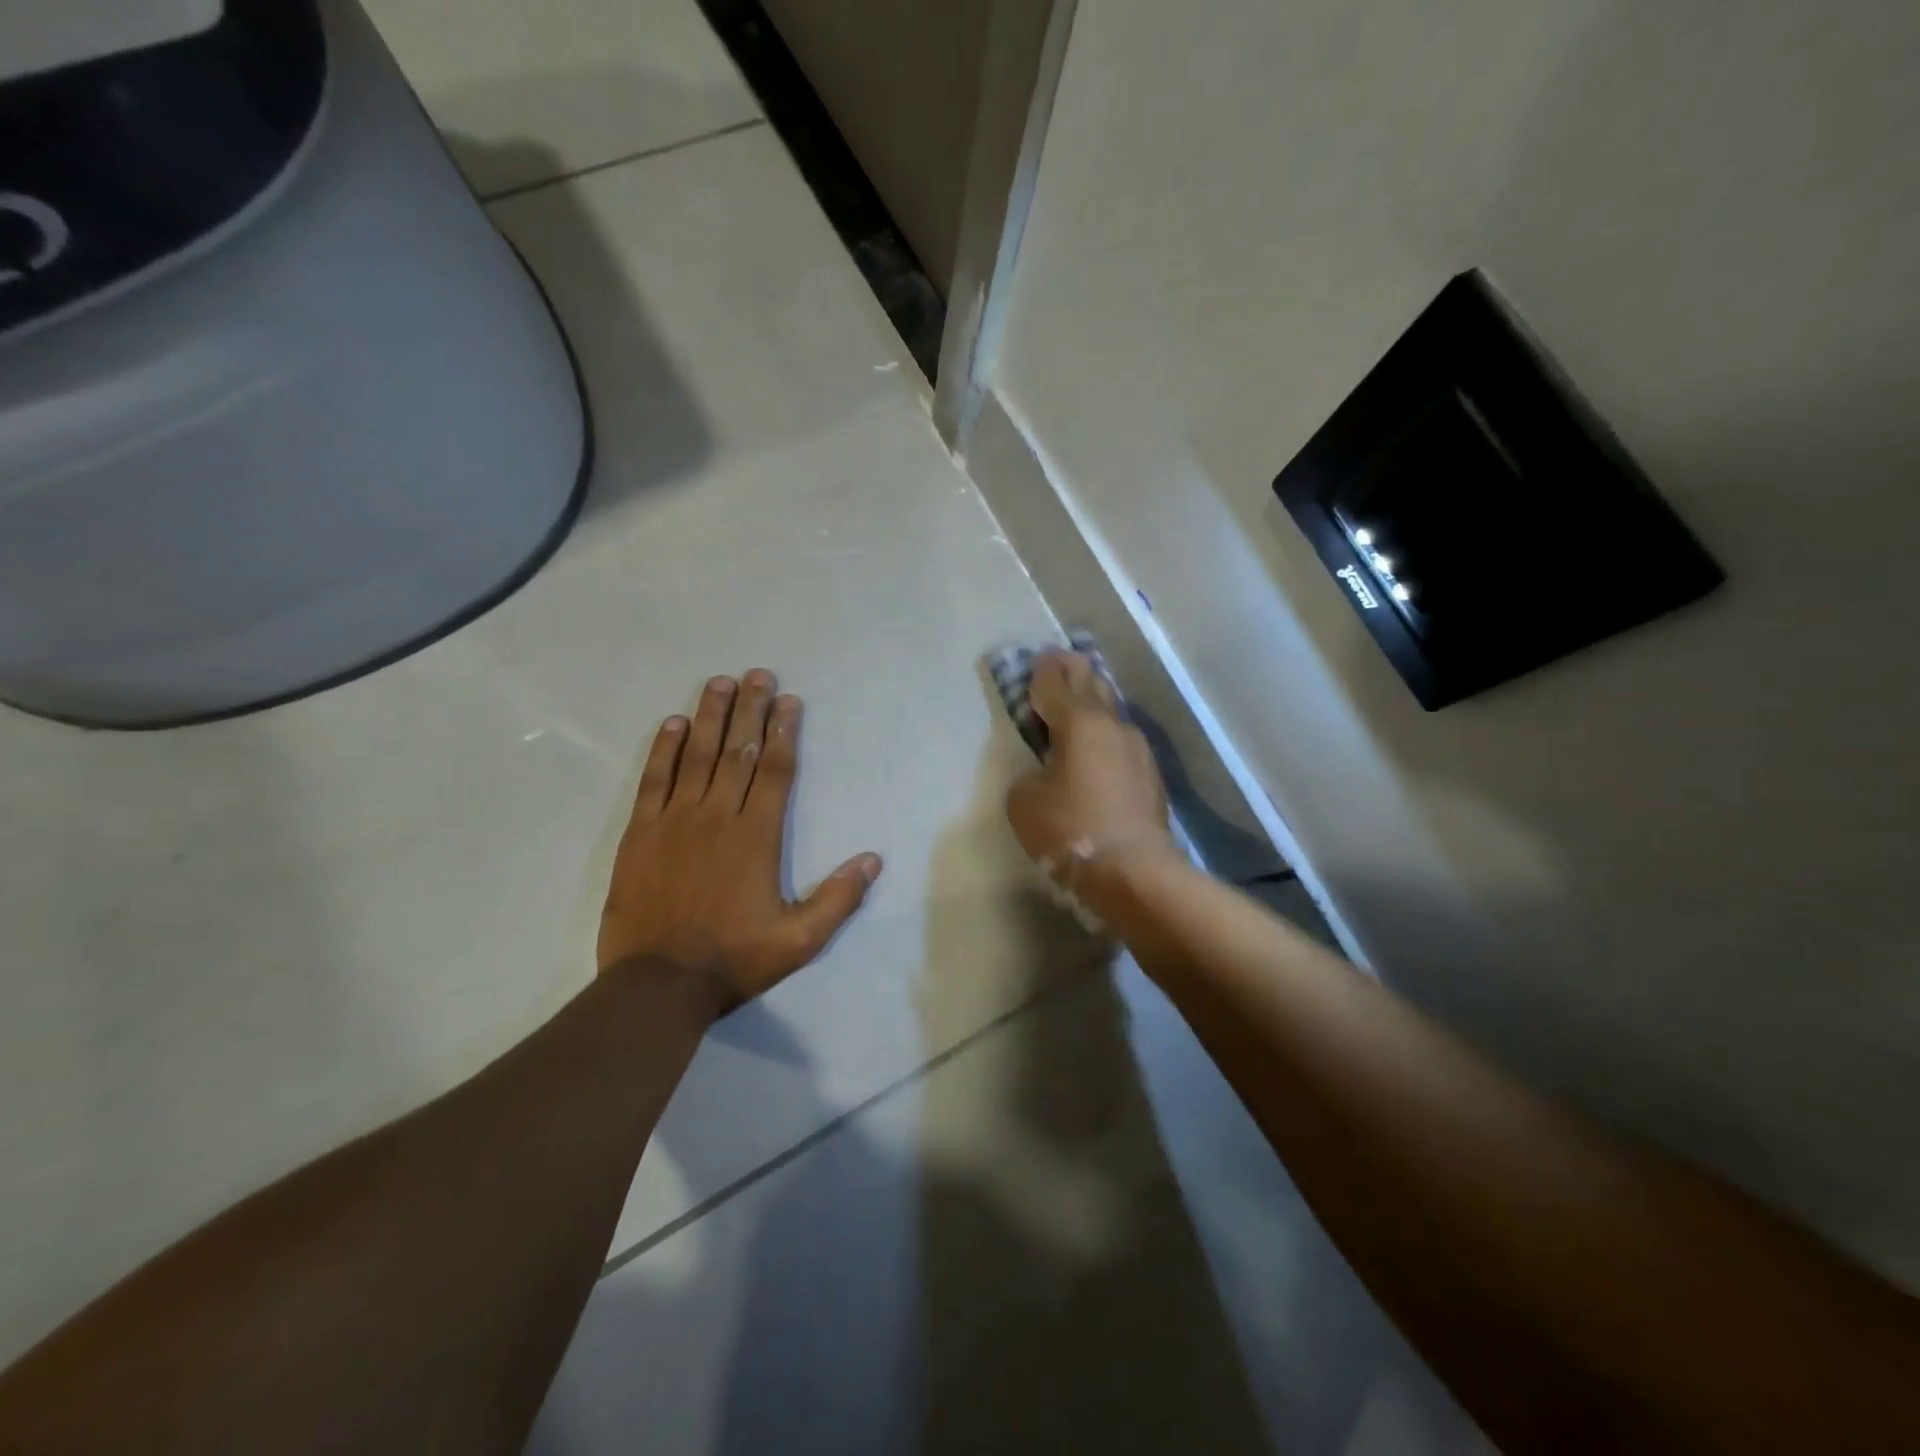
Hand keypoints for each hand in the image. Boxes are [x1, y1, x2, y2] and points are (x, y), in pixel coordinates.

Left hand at [599, 670, 882, 1011]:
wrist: (657, 985)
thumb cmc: (733, 960)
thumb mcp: (800, 941)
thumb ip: (838, 898)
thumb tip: (873, 859)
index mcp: (757, 836)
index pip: (774, 770)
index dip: (783, 732)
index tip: (789, 702)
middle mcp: (717, 817)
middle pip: (738, 751)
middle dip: (751, 710)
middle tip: (759, 674)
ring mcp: (675, 821)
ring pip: (698, 756)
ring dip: (712, 716)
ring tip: (720, 682)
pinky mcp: (640, 833)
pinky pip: (654, 780)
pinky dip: (664, 749)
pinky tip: (674, 723)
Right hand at [1005, 650, 1177, 899]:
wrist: (1132, 870)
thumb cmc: (1069, 828)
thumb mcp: (1024, 800)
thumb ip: (1030, 774)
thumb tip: (1046, 773)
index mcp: (1079, 722)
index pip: (1056, 683)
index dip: (1043, 670)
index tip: (1038, 658)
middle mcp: (1113, 726)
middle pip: (1092, 686)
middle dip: (1074, 672)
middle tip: (1060, 663)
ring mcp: (1138, 750)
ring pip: (1111, 715)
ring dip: (1093, 706)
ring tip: (1079, 705)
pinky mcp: (1151, 776)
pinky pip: (1121, 744)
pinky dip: (1105, 738)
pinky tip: (1098, 749)